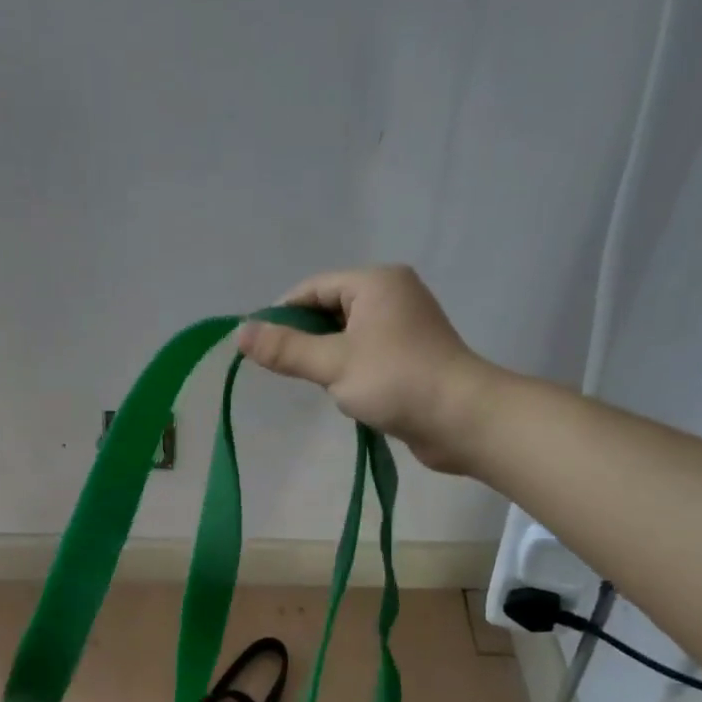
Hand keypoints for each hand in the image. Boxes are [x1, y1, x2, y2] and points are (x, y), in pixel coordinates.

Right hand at [237, 265, 495, 473]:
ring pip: (347, 335)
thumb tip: (240, 332)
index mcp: (375, 283)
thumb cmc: (396, 381)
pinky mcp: (412, 355)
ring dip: (328, 359)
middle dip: (305, 339)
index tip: (259, 347)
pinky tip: (347, 395)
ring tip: (320, 386)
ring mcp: (405, 326)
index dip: (282, 315)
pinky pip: (366, 353)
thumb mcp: (333, 364)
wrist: (462, 419)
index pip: (313, 288)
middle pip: (330, 310)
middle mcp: (392, 295)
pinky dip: (350, 370)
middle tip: (287, 370)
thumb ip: (285, 349)